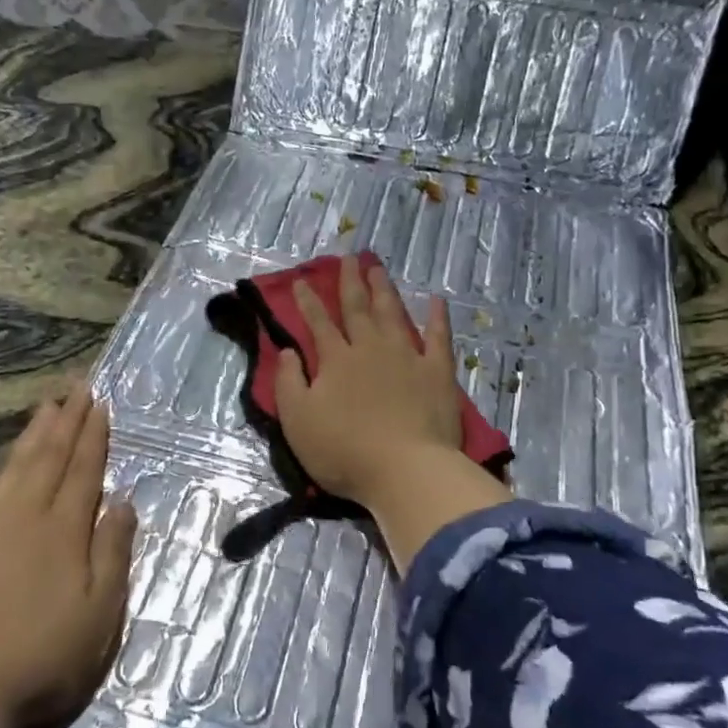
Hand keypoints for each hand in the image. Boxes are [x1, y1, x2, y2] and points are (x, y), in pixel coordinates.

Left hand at [0, 383, 136, 727]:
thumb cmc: (43, 654)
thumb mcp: (100, 612)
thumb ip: (113, 552)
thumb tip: (123, 502)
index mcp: (65, 529)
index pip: (85, 470)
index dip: (94, 437)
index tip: (100, 405)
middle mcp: (26, 514)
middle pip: (51, 458)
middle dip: (67, 421)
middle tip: (77, 388)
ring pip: (13, 466)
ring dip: (31, 434)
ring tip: (45, 406)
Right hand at [273, 255, 463, 506]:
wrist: (405, 470)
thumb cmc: (344, 451)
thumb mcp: (298, 421)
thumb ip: (289, 383)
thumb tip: (289, 351)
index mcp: (336, 360)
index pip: (319, 323)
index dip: (308, 302)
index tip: (301, 281)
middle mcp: (371, 348)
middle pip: (358, 308)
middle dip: (350, 282)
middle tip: (348, 258)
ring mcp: (407, 357)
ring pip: (393, 313)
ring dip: (384, 289)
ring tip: (378, 267)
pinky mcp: (438, 372)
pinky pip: (438, 337)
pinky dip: (437, 317)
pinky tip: (436, 300)